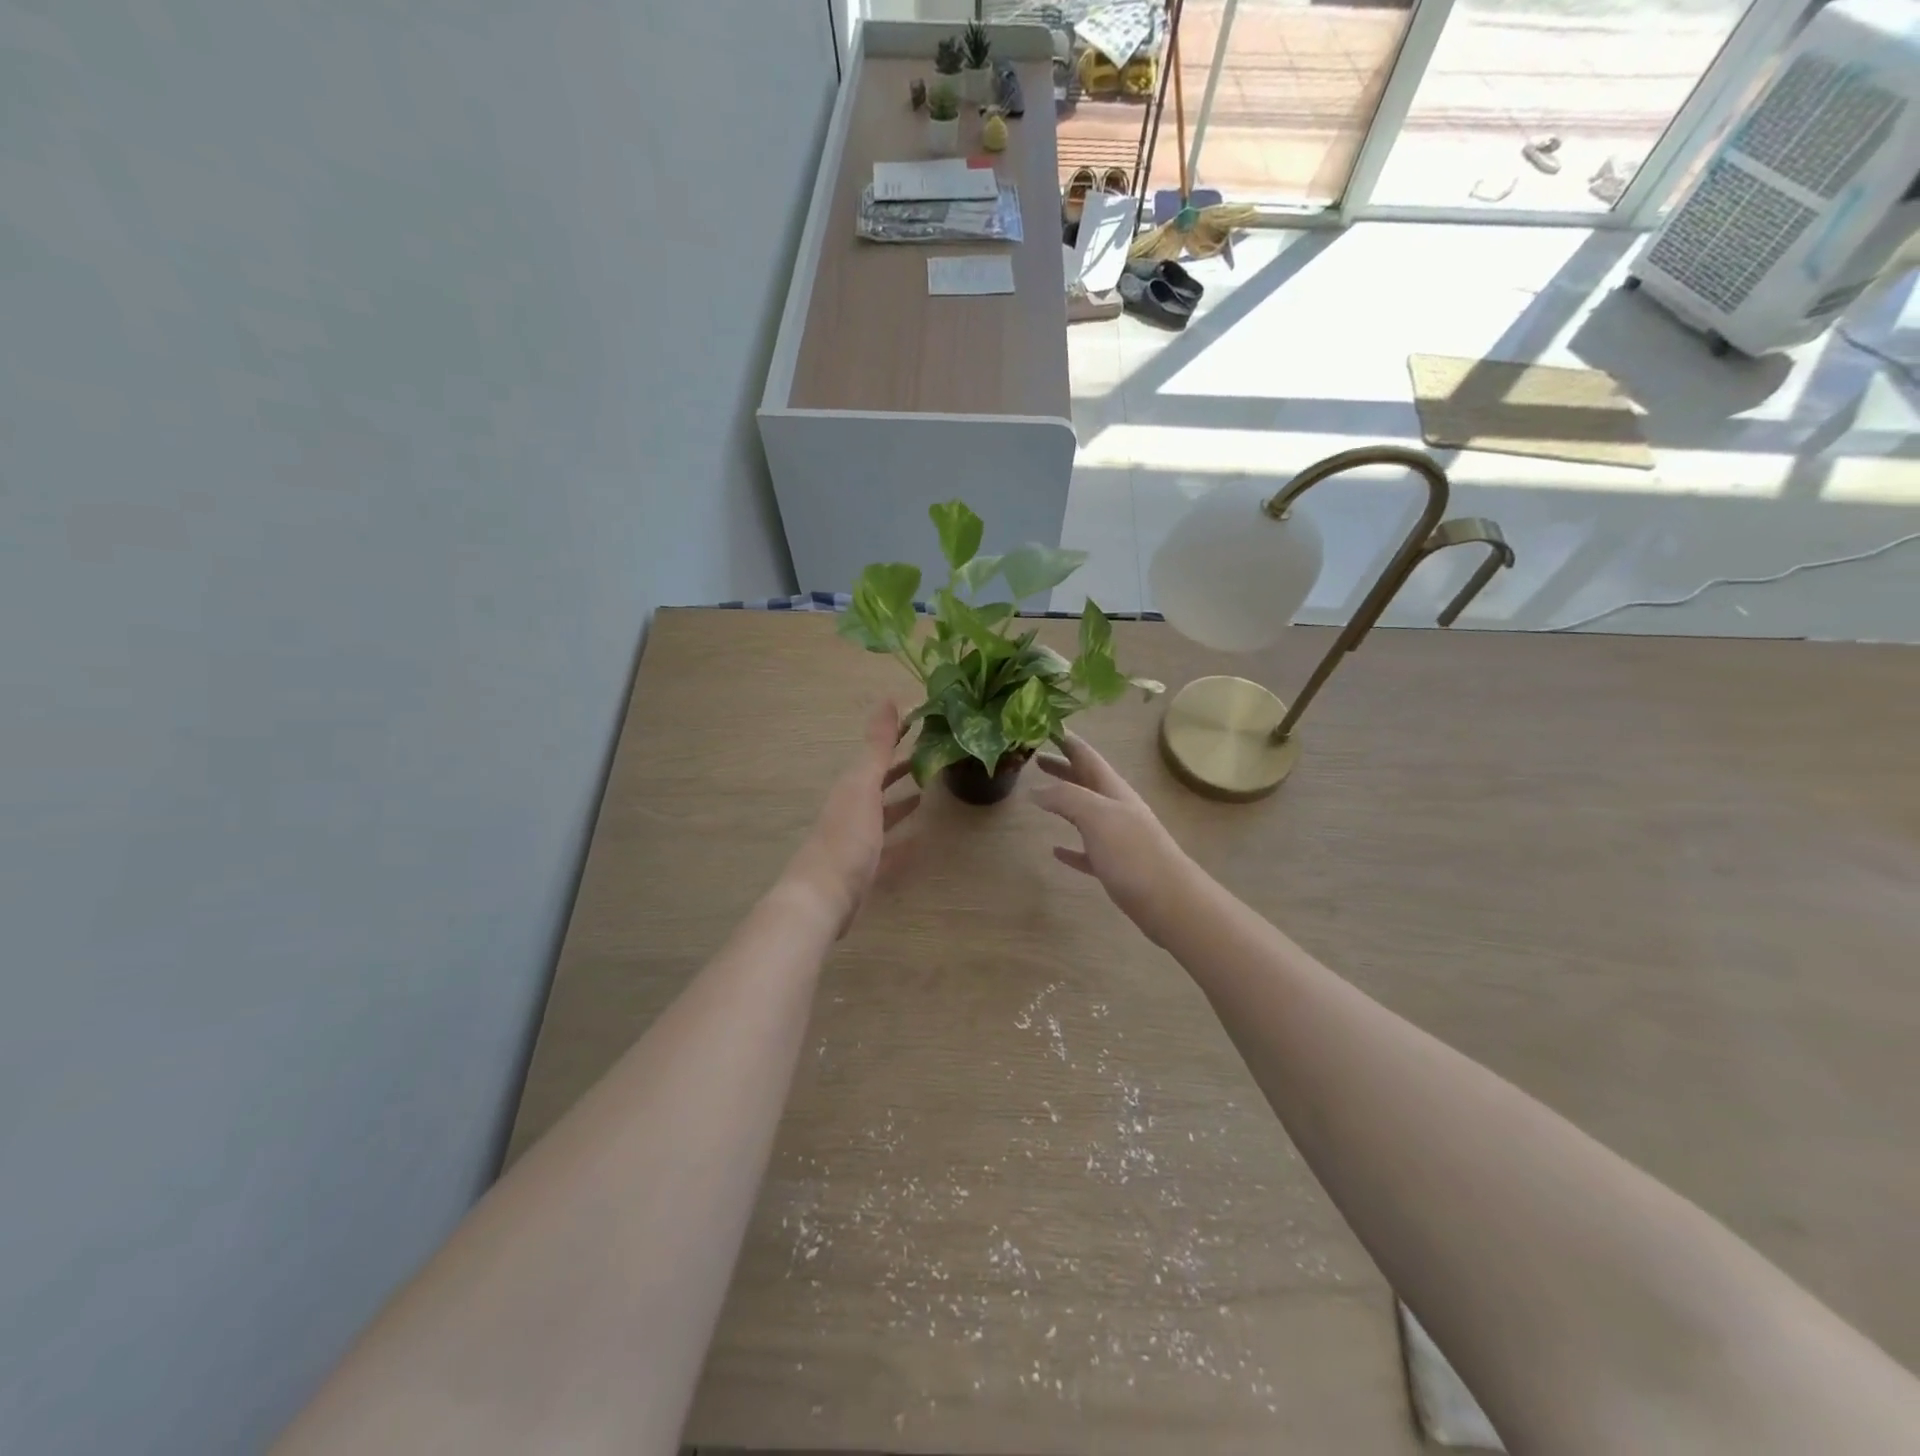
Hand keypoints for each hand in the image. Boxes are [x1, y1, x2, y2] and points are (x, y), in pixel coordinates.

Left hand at [785, 701, 920, 936]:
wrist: (823, 898)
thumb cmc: (846, 838)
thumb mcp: (862, 786)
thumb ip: (876, 746)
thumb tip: (889, 698)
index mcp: (850, 787)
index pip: (876, 754)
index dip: (896, 737)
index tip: (922, 722)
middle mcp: (851, 809)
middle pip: (878, 782)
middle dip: (899, 768)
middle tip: (931, 755)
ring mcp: (857, 840)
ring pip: (882, 814)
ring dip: (900, 801)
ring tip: (928, 791)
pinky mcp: (865, 869)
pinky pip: (888, 848)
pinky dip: (903, 839)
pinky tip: (920, 838)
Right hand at [1032, 731, 1198, 943]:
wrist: (1170, 902)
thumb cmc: (1133, 854)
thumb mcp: (1097, 816)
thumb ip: (1066, 797)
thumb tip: (1036, 788)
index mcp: (1113, 791)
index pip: (1087, 756)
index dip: (1067, 740)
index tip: (1044, 725)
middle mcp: (1116, 808)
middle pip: (1085, 781)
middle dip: (1063, 767)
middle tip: (1035, 757)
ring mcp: (1117, 838)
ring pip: (1084, 812)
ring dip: (1063, 801)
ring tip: (1038, 796)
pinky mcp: (1115, 867)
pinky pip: (1087, 850)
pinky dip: (1071, 846)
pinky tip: (1055, 850)